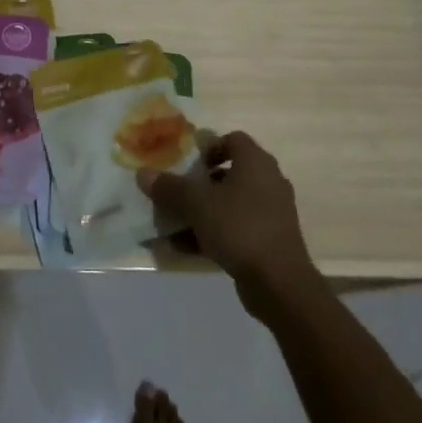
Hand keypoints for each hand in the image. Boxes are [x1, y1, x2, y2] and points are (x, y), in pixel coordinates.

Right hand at [138, 132, 316, 303]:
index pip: (232, 139)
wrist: (279, 282)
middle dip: (198, 184)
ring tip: (172, 224)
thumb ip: (169, 187)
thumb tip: (142, 173)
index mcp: (255, 162)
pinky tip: (184, 247)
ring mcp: (271, 213)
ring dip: (201, 212)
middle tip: (175, 193)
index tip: (186, 163)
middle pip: (227, 173)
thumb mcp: (196, 204)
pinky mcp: (269, 240)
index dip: (207, 147)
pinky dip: (212, 233)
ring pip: (229, 204)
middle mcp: (268, 182)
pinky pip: (235, 228)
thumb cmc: (238, 227)